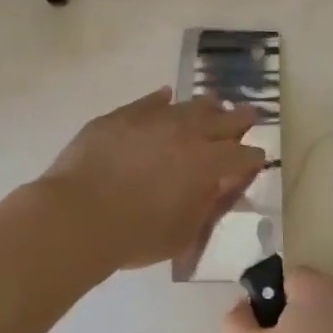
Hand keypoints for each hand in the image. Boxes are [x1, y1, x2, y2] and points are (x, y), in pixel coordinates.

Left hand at [39, 88, 264, 271]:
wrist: (76, 216)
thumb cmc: (135, 235)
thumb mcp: (184, 232)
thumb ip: (208, 205)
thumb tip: (224, 187)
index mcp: (209, 163)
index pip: (244, 155)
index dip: (253, 158)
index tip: (255, 160)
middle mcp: (187, 133)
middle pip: (225, 119)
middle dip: (240, 120)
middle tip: (248, 117)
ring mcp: (154, 119)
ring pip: (190, 105)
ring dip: (207, 107)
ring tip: (213, 106)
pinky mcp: (122, 115)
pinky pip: (150, 101)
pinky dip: (163, 100)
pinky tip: (166, 98)